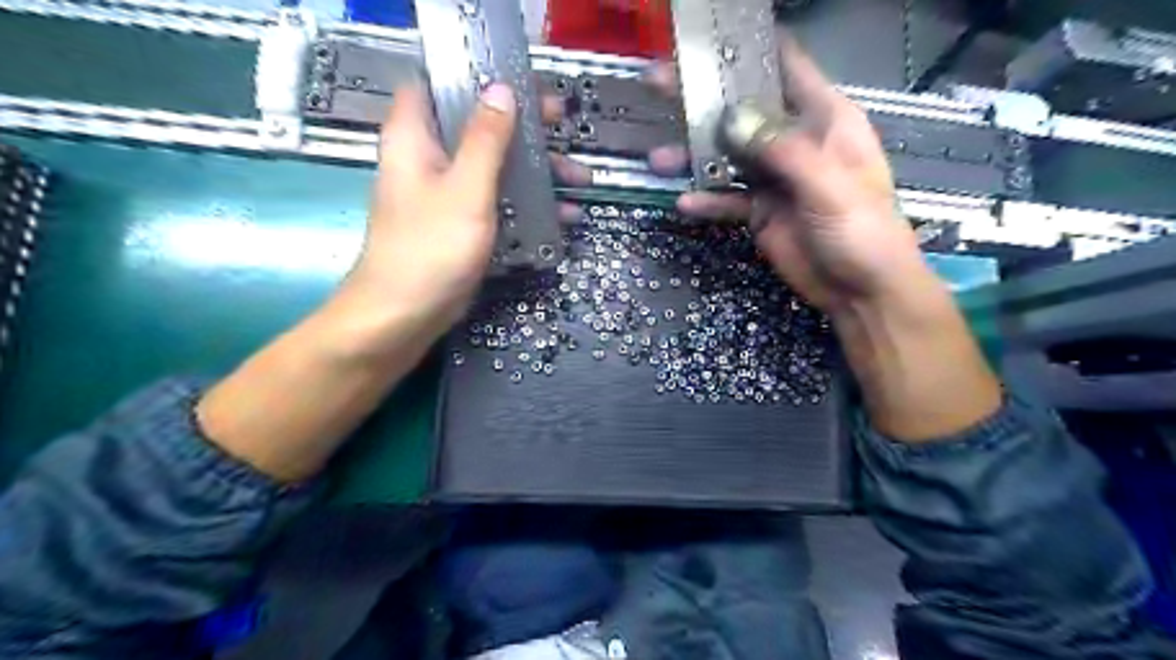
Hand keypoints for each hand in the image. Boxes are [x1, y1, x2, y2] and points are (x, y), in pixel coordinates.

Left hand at [344, 84, 588, 340]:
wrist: (404, 314)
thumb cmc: (431, 247)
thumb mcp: (466, 189)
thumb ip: (486, 139)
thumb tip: (501, 90)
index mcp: (415, 137)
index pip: (439, 84)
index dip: (477, 76)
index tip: (520, 81)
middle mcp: (428, 159)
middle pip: (477, 126)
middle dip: (523, 127)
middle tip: (562, 124)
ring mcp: (446, 194)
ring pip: (494, 167)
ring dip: (535, 171)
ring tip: (580, 180)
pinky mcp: (460, 224)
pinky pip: (497, 202)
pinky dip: (526, 205)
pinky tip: (563, 217)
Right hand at [641, 33, 928, 314]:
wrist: (862, 292)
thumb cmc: (863, 232)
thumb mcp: (829, 186)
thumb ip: (783, 151)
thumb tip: (731, 120)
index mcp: (824, 119)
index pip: (784, 66)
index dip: (748, 49)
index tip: (706, 40)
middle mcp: (795, 141)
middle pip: (743, 110)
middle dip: (703, 99)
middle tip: (660, 85)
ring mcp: (774, 177)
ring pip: (727, 155)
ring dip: (694, 156)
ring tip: (660, 159)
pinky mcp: (759, 210)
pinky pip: (727, 198)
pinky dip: (706, 200)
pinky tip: (685, 204)